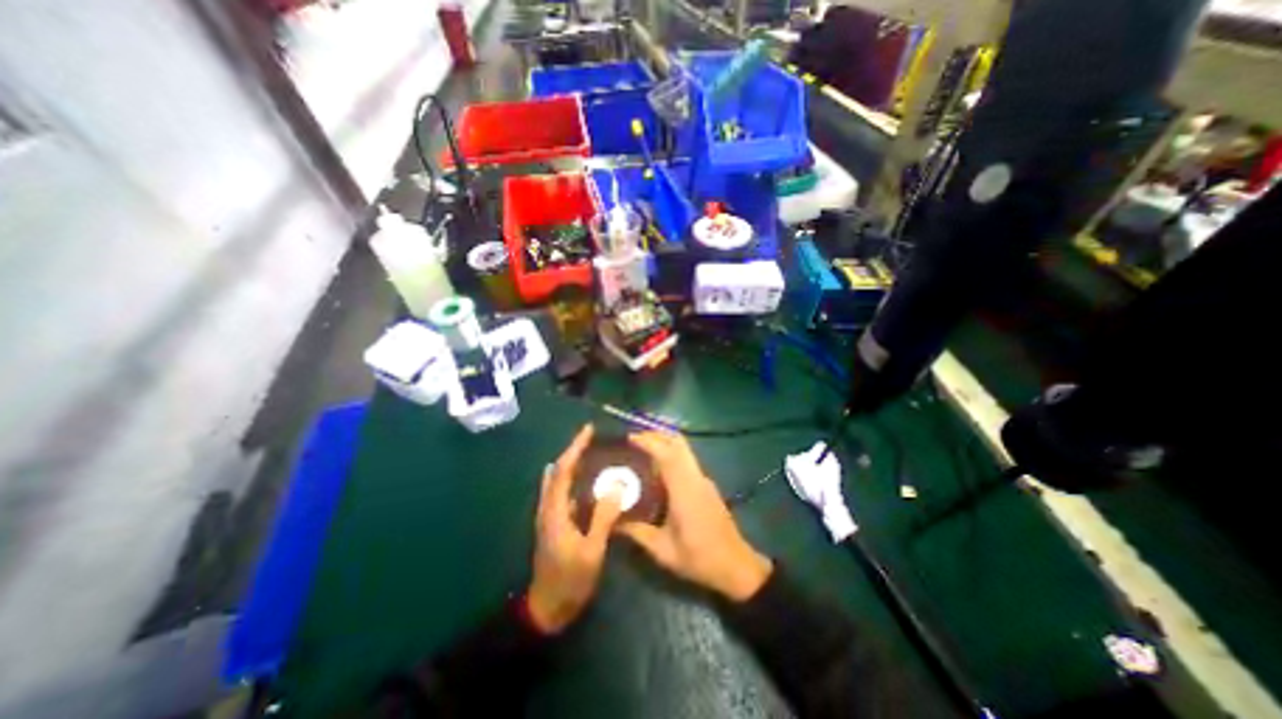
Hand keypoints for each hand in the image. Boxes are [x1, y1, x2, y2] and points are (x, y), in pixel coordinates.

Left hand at [525, 426, 626, 633]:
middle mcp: (548, 507)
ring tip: (591, 454)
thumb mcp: (591, 550)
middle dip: (573, 451)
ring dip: (572, 464)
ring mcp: (549, 516)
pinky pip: (562, 493)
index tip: (588, 430)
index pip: (563, 470)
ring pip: (558, 481)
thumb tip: (616, 487)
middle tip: (592, 439)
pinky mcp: (553, 524)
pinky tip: (587, 481)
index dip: (575, 448)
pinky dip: (572, 480)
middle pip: (557, 471)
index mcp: (554, 510)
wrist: (546, 609)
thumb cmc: (570, 580)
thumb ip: (603, 517)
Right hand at [619, 434, 769, 600]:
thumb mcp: (663, 550)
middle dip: (656, 435)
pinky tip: (657, 470)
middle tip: (633, 439)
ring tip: (641, 450)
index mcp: (685, 490)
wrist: (736, 565)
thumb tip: (612, 523)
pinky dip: (671, 455)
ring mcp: (703, 480)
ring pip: (684, 450)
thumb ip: (637, 533)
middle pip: (678, 444)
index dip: (649, 442)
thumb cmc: (699, 558)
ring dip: (664, 443)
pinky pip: (686, 461)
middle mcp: (695, 478)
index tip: (630, 437)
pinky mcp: (706, 485)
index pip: (667, 454)